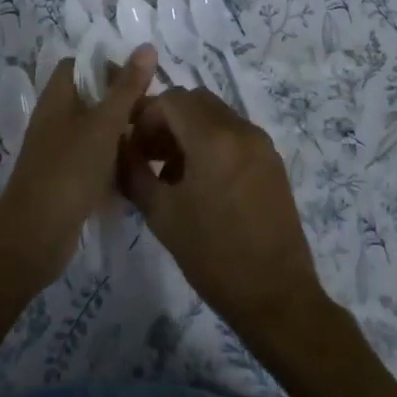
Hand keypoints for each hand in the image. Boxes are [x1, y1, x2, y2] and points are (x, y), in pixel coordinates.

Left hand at [0, 46, 156, 287]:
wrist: (35, 235)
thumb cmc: (69, 169)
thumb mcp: (104, 124)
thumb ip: (127, 87)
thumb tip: (147, 46)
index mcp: (57, 97)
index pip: (81, 66)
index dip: (110, 68)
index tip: (140, 85)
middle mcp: (55, 119)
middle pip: (91, 99)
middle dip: (122, 105)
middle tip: (154, 118)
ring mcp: (58, 151)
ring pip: (95, 132)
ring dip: (121, 136)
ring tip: (153, 145)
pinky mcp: (65, 180)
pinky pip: (93, 161)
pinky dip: (113, 164)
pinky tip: (138, 174)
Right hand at [121, 89, 332, 354]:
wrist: (276, 297)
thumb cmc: (213, 256)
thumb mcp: (162, 215)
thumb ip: (134, 173)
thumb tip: (120, 149)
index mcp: (213, 138)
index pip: (170, 99)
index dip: (144, 117)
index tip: (132, 148)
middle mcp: (241, 130)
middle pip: (195, 100)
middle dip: (166, 119)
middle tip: (148, 154)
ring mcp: (261, 144)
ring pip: (216, 115)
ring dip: (189, 130)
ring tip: (171, 173)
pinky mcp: (272, 162)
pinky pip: (234, 134)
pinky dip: (212, 142)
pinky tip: (200, 182)